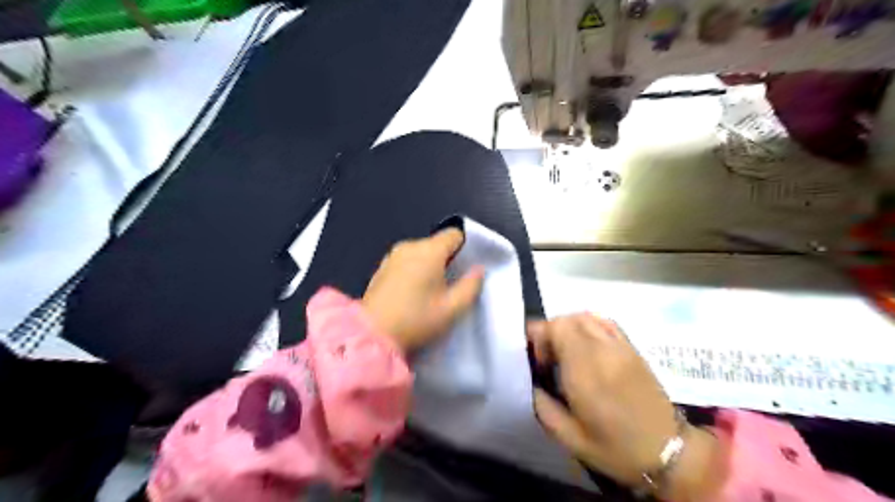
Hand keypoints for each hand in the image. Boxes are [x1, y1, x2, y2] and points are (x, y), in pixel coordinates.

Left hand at [359, 230, 482, 351]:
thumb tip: (478, 270)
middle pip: (437, 243)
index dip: (465, 248)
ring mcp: (392, 256)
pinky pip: (406, 261)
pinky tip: (411, 293)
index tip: (466, 268)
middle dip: (447, 260)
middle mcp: (410, 246)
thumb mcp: (452, 309)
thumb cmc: (416, 320)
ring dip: (429, 266)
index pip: (454, 234)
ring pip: (420, 252)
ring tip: (430, 292)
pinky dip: (413, 270)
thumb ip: (471, 286)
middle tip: (450, 286)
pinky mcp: (381, 268)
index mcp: (430, 251)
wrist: (372, 335)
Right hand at [525, 316, 720, 500]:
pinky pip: (605, 322)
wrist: (667, 451)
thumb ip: (542, 407)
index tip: (538, 360)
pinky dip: (589, 326)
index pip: (556, 328)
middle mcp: (602, 351)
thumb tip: (531, 384)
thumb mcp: (570, 438)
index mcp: (585, 371)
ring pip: (585, 317)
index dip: (539, 336)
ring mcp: (620, 346)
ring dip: (568, 328)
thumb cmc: (615, 448)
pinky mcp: (632, 348)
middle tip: (549, 359)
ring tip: (566, 351)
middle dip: (550, 333)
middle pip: (567, 319)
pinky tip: (587, 345)